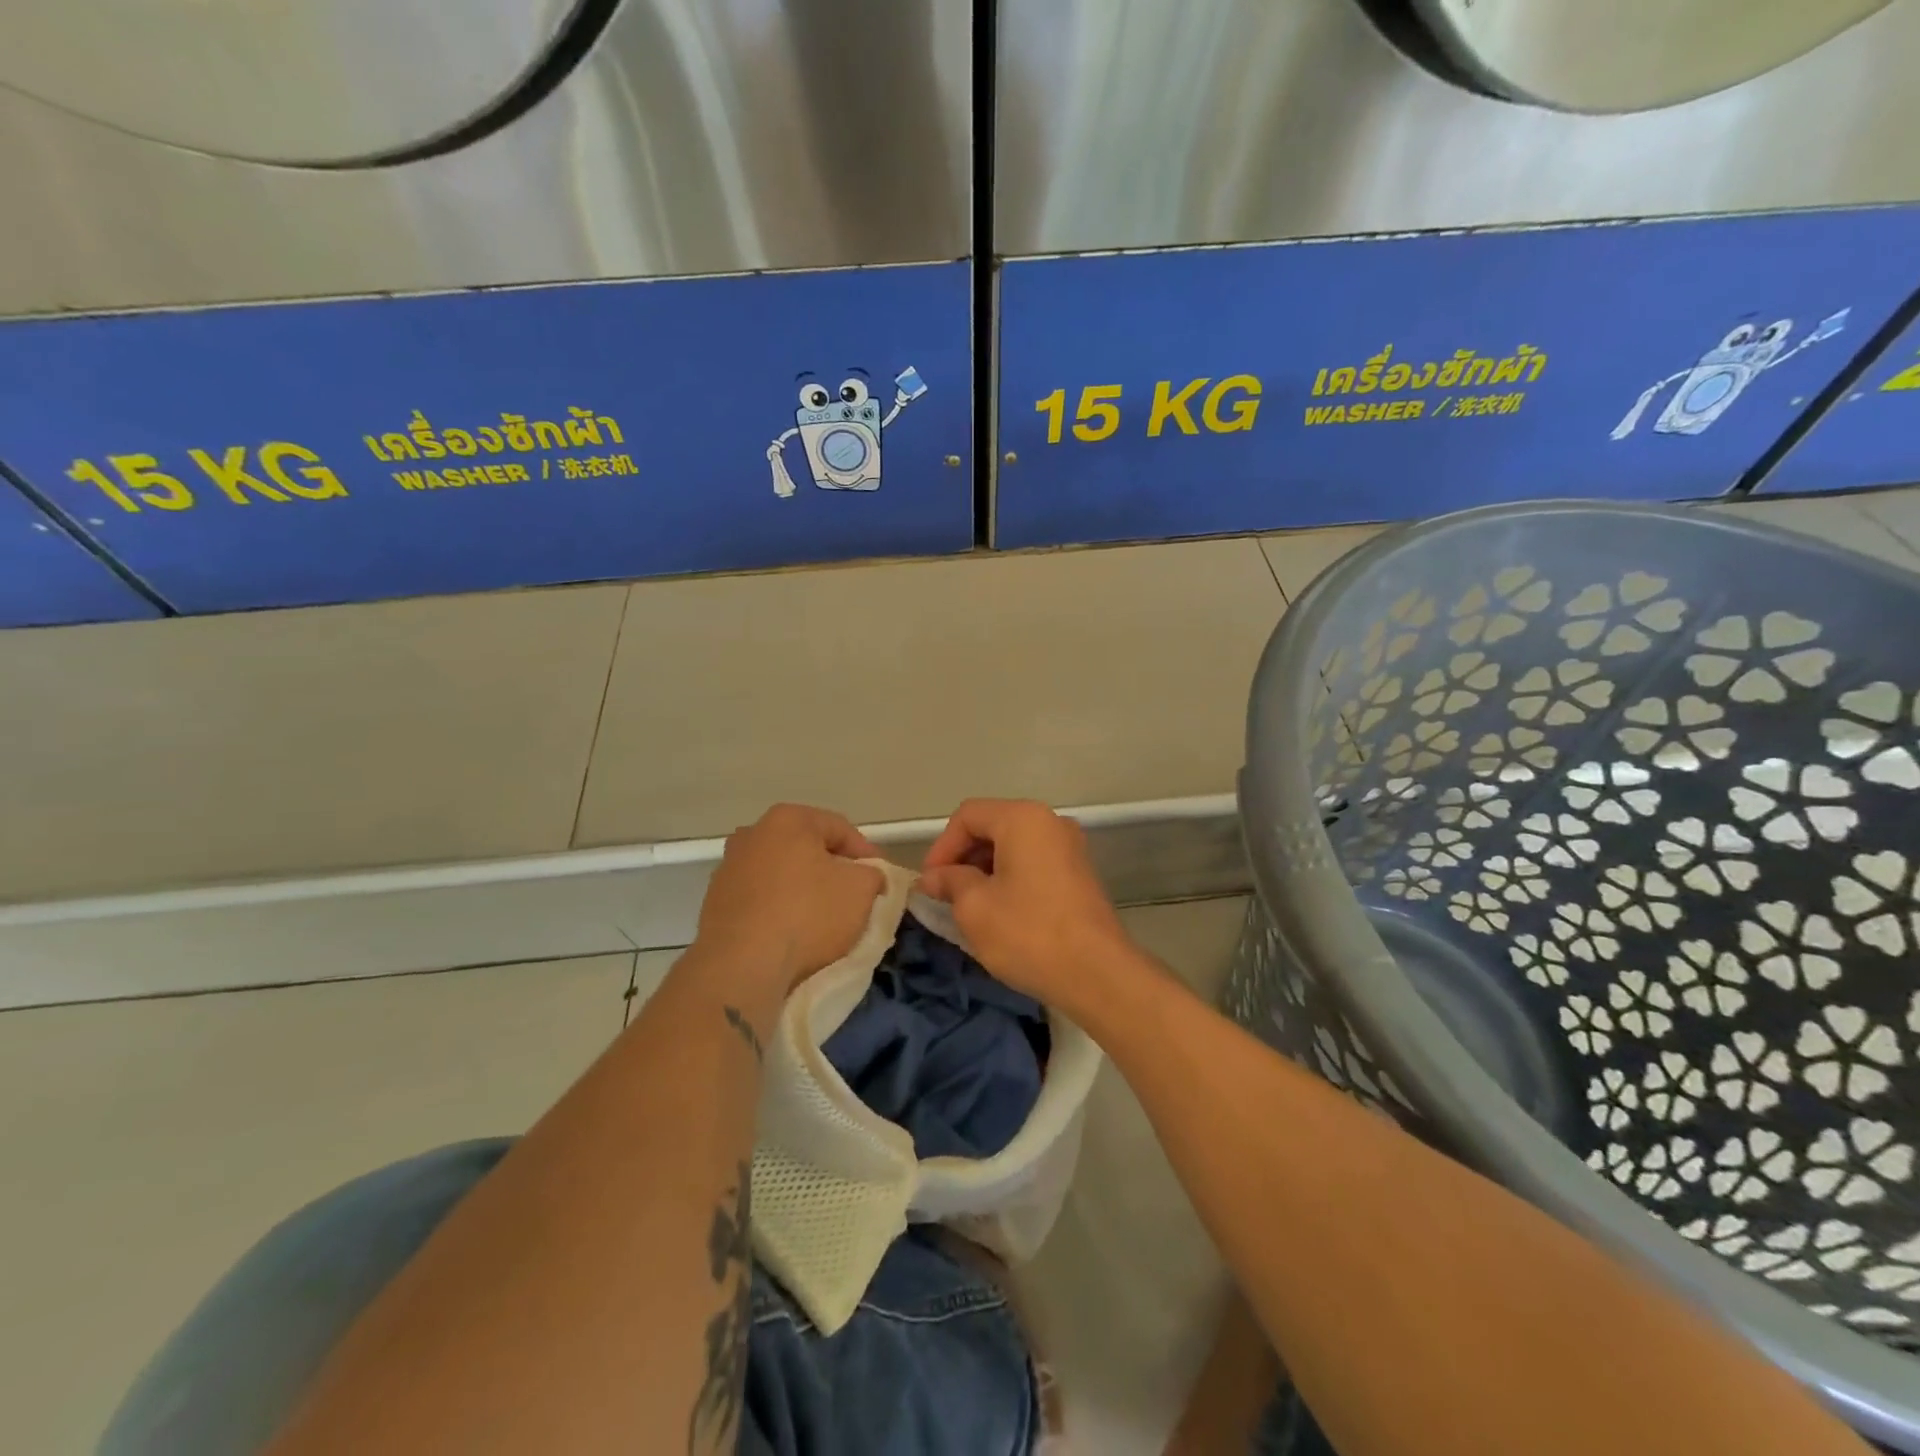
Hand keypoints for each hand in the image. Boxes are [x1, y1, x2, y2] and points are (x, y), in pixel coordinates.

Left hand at [696, 804, 885, 991]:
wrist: (742, 967)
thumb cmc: (808, 915)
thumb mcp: (861, 889)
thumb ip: (874, 874)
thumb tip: (870, 876)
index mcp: (787, 819)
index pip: (841, 829)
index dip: (868, 855)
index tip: (882, 881)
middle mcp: (752, 834)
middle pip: (808, 849)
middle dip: (833, 870)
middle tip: (856, 896)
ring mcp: (729, 868)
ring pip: (783, 875)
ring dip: (805, 891)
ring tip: (826, 920)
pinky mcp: (715, 903)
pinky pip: (761, 900)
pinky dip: (780, 910)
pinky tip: (794, 934)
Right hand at [919, 798, 1132, 1007]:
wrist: (1097, 974)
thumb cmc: (1028, 933)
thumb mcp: (974, 907)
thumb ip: (950, 882)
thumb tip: (933, 877)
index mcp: (1023, 818)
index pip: (967, 816)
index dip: (941, 847)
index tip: (929, 884)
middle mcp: (1050, 822)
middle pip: (992, 826)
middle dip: (963, 858)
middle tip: (944, 896)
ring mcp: (1070, 847)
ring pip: (1013, 847)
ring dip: (985, 871)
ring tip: (968, 907)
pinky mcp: (1079, 874)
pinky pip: (1033, 864)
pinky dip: (1010, 879)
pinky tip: (999, 913)